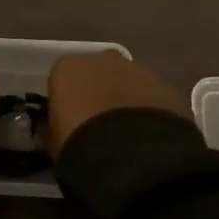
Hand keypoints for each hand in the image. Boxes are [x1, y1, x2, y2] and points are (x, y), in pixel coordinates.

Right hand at [46, 51, 190, 154]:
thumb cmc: (81, 147)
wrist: (133, 158)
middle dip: (100, 93)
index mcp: (68, 69)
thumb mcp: (54, 144)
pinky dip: (152, 111)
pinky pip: (154, 97)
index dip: (67, 101)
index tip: (70, 124)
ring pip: (130, 82)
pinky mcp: (167, 87)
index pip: (62, 79)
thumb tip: (51, 131)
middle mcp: (103, 60)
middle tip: (101, 126)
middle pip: (98, 73)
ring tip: (130, 135)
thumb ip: (52, 130)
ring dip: (128, 100)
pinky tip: (152, 137)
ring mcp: (139, 70)